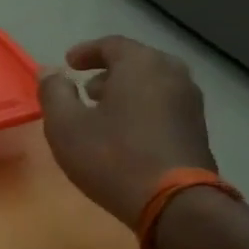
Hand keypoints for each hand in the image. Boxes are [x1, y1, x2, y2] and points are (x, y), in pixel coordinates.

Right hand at [38, 37, 215, 225]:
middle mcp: (172, 73)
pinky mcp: (198, 128)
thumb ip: (54, 93)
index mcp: (141, 64)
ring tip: (103, 112)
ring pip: (152, 84)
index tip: (69, 64)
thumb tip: (50, 72)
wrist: (175, 203)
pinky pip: (164, 105)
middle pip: (136, 62)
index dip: (86, 52)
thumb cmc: (112, 157)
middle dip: (108, 72)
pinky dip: (142, 108)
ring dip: (126, 92)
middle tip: (85, 89)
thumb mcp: (66, 126)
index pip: (111, 44)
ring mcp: (190, 101)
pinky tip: (126, 133)